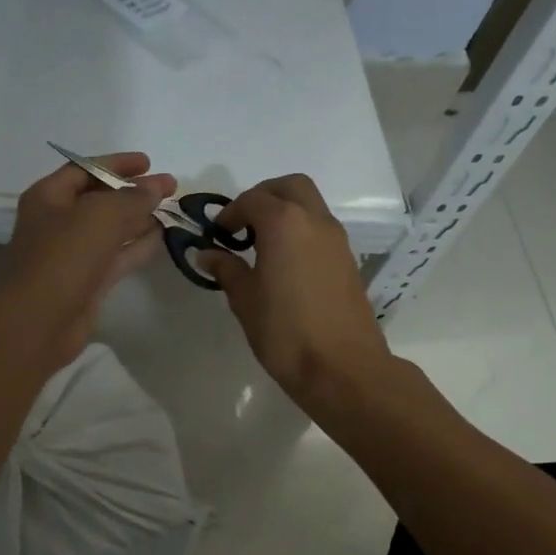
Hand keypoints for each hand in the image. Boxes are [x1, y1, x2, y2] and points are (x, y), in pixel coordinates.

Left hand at [0, 152, 176, 369]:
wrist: (39, 322)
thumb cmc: (63, 257)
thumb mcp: (101, 215)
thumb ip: (132, 197)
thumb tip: (156, 186)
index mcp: (49, 197)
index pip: (85, 169)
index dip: (117, 163)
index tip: (149, 163)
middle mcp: (57, 222)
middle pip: (99, 199)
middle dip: (133, 191)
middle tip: (170, 187)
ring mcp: (72, 254)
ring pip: (110, 229)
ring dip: (139, 218)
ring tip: (172, 209)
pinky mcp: (87, 282)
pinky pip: (116, 256)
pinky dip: (137, 245)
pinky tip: (162, 237)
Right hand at [195, 174, 392, 410]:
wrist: (342, 367)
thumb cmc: (285, 332)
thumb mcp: (245, 300)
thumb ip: (226, 269)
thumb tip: (208, 254)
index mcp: (284, 223)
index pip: (253, 200)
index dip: (231, 212)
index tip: (218, 233)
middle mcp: (314, 221)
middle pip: (290, 187)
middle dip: (264, 196)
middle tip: (243, 223)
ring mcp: (336, 239)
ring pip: (310, 204)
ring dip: (285, 211)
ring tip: (261, 244)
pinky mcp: (347, 259)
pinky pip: (320, 228)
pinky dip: (300, 230)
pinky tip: (284, 262)